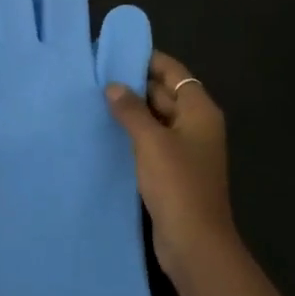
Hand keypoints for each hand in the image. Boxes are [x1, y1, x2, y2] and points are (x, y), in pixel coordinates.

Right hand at [106, 51, 240, 279]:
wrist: (194, 242)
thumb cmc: (177, 184)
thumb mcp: (151, 141)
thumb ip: (131, 110)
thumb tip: (113, 86)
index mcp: (200, 111)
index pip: (173, 72)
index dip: (147, 60)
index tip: (114, 52)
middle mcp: (196, 125)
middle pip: (165, 93)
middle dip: (134, 84)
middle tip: (96, 75)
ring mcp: (186, 149)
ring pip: (156, 119)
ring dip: (131, 110)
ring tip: (94, 99)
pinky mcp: (173, 170)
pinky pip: (152, 141)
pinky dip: (133, 134)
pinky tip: (106, 132)